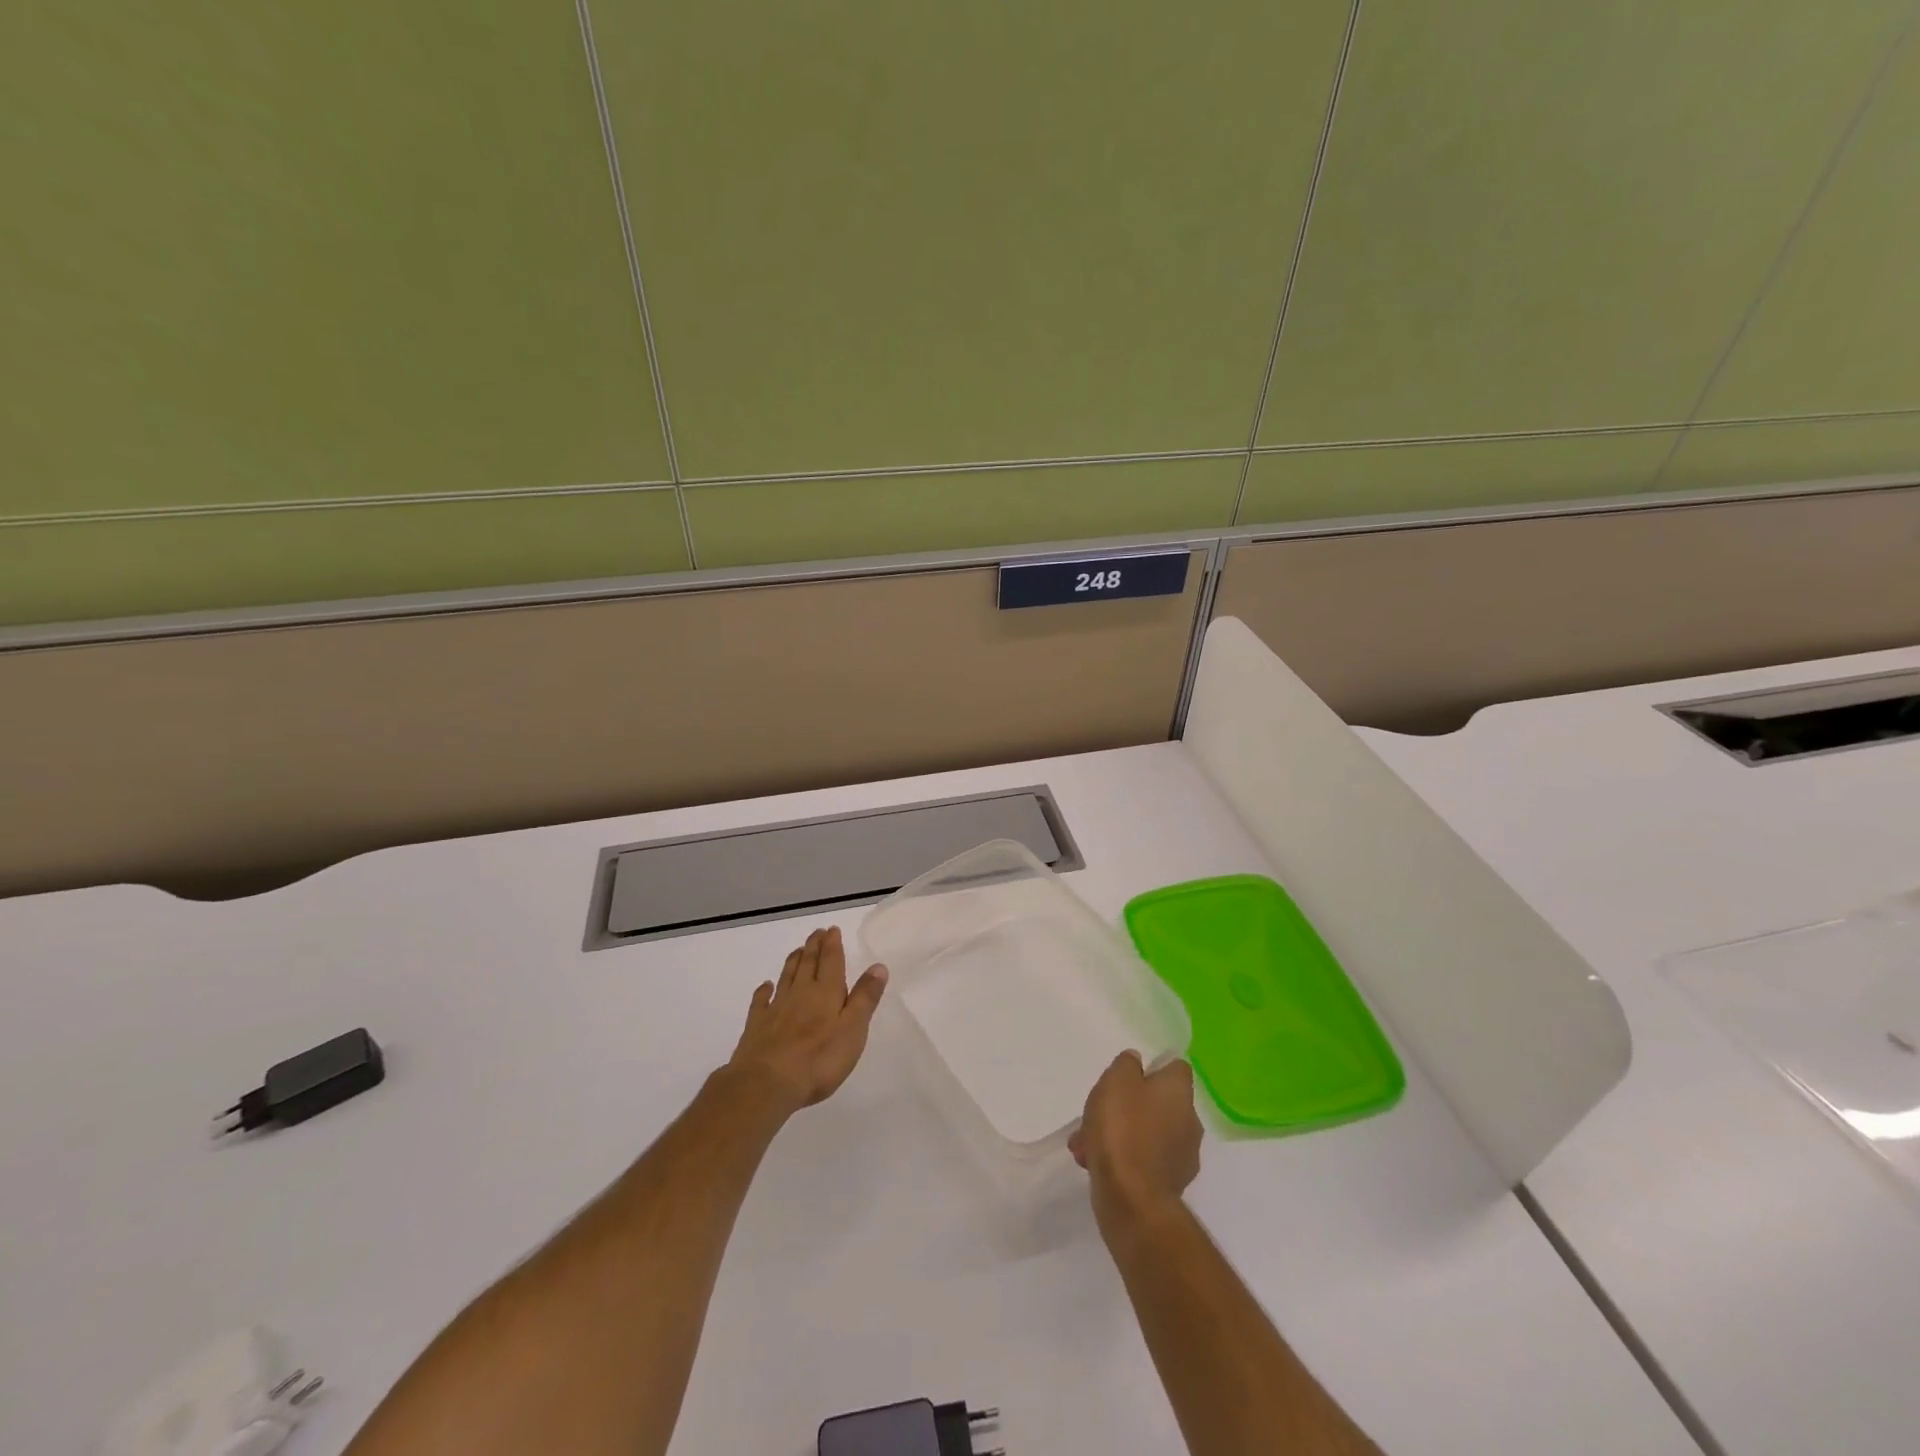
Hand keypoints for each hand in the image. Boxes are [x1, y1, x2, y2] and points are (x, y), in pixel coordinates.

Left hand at [726, 927, 888, 1113]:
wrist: (767, 1083)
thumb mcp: (853, 1029)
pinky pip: (761, 1001)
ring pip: (786, 977)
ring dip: (793, 961)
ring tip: (798, 950)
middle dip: (814, 946)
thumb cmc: (819, 1059)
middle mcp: (800, 993)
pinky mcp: (757, 1026)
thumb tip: (878, 966)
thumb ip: (865, 998)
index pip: (831, 961)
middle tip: (817, 932)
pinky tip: (765, 986)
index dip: (833, 944)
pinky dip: (764, 991)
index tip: (832, 929)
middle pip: (808, 963)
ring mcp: (776, 1008)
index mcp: (826, 992)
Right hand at [1070, 1052, 1201, 1228]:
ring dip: (1121, 1134)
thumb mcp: (1117, 1080)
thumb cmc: (1124, 1128)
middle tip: (1099, 1112)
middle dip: (1128, 1106)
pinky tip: (1094, 1163)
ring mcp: (1182, 1157)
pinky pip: (1144, 1161)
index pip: (1176, 1068)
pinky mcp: (1169, 1185)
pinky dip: (1124, 1159)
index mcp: (1180, 1092)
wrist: (1132, 1198)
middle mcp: (1189, 1121)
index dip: (1155, 1067)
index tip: (1130, 1074)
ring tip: (1086, 1143)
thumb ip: (1127, 1064)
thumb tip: (1137, 1062)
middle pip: (1159, 1103)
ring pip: (1147, 1133)